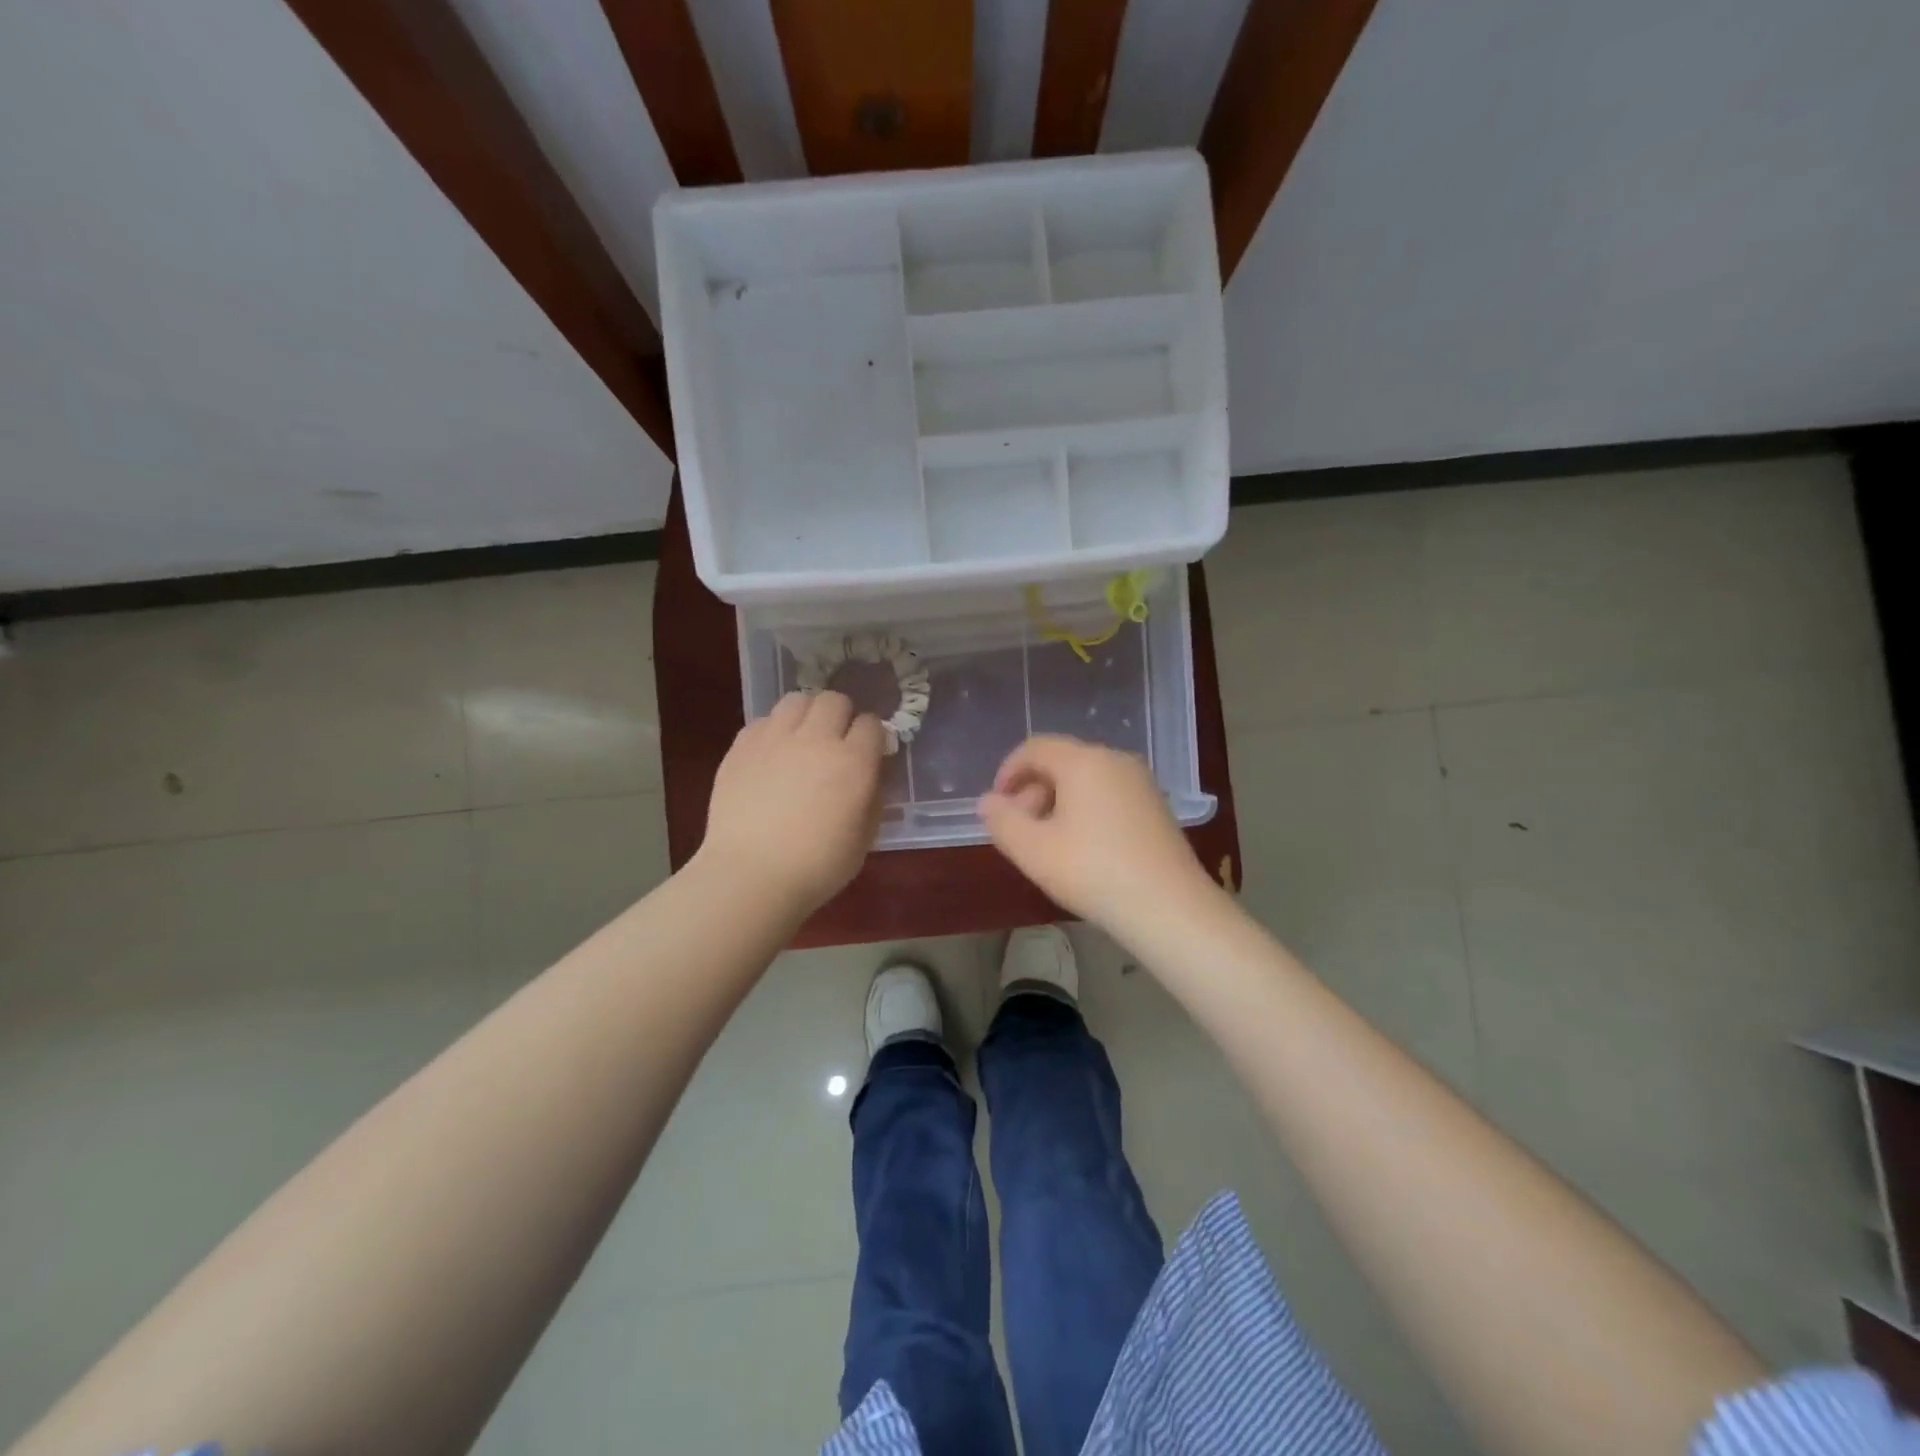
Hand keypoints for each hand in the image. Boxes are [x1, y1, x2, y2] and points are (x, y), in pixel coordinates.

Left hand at [696, 691, 885, 912]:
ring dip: (807, 714)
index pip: (872, 724)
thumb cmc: (817, 866)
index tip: (868, 753)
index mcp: (853, 762)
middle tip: (836, 742)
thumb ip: (872, 797)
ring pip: (797, 700)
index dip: (872, 737)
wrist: (751, 876)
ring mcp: (775, 738)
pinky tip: (772, 755)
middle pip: (835, 700)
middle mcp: (816, 739)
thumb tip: (870, 775)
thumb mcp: (864, 837)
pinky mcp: (741, 746)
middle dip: (841, 716)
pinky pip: (764, 720)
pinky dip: (774, 730)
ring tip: (803, 739)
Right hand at [978, 735, 1213, 928]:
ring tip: (1048, 844)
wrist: (1169, 908)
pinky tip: (1082, 849)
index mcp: (1084, 761)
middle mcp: (1115, 760)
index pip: (1035, 748)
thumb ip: (1002, 821)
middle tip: (1020, 830)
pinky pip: (1108, 795)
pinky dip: (1085, 811)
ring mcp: (1141, 783)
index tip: (996, 806)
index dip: (1008, 771)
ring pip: (1086, 780)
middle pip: (1061, 762)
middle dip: (1032, 790)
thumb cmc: (1092, 872)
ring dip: (1057, 803)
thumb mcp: (1033, 850)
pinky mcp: (1156, 807)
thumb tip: (988, 801)